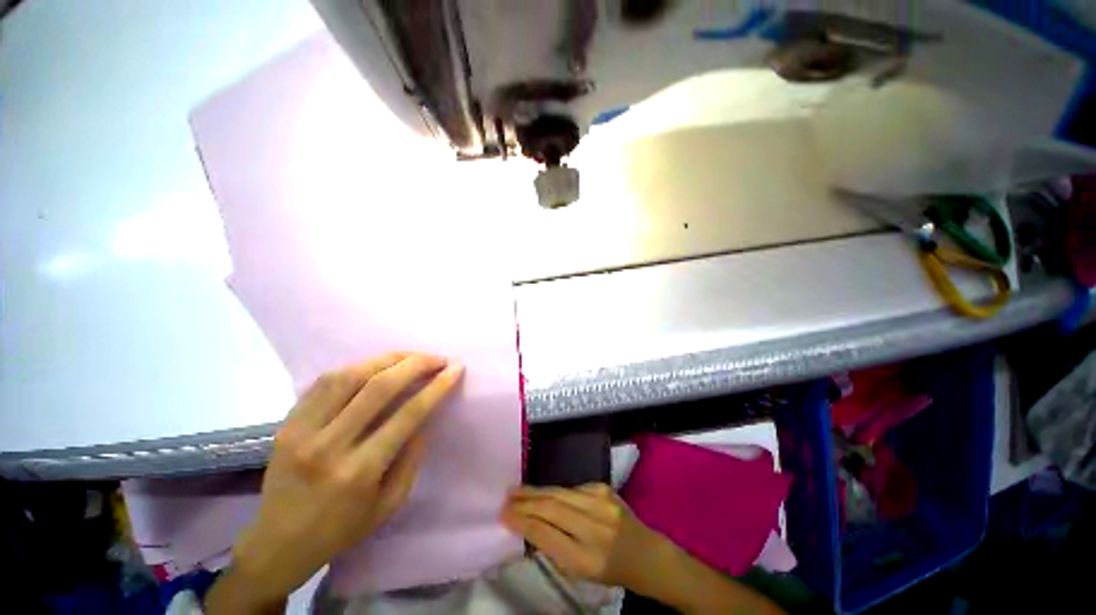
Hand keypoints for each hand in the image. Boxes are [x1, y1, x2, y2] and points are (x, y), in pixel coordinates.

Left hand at [206, 353, 464, 613]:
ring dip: (387, 359)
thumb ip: (412, 458)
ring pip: (349, 376)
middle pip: (379, 387)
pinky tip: (375, 365)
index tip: (456, 369)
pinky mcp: (286, 424)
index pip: (408, 414)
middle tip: (437, 358)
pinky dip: (356, 367)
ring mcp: (302, 431)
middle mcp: (329, 446)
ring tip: (411, 356)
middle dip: (416, 364)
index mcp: (359, 471)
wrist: (277, 544)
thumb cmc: (342, 529)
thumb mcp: (390, 504)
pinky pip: (324, 383)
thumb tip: (426, 417)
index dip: (437, 386)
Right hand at [500, 483, 666, 590]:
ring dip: (536, 491)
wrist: (645, 553)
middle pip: (552, 508)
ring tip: (517, 490)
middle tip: (506, 498)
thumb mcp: (581, 572)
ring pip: (559, 493)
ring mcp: (601, 503)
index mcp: (586, 559)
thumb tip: (528, 525)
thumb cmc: (610, 570)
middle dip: (525, 502)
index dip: (523, 522)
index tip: (504, 514)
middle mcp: (594, 528)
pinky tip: (544, 493)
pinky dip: (556, 491)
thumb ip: (555, 548)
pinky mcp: (604, 488)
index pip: (546, 535)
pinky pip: (573, 488)